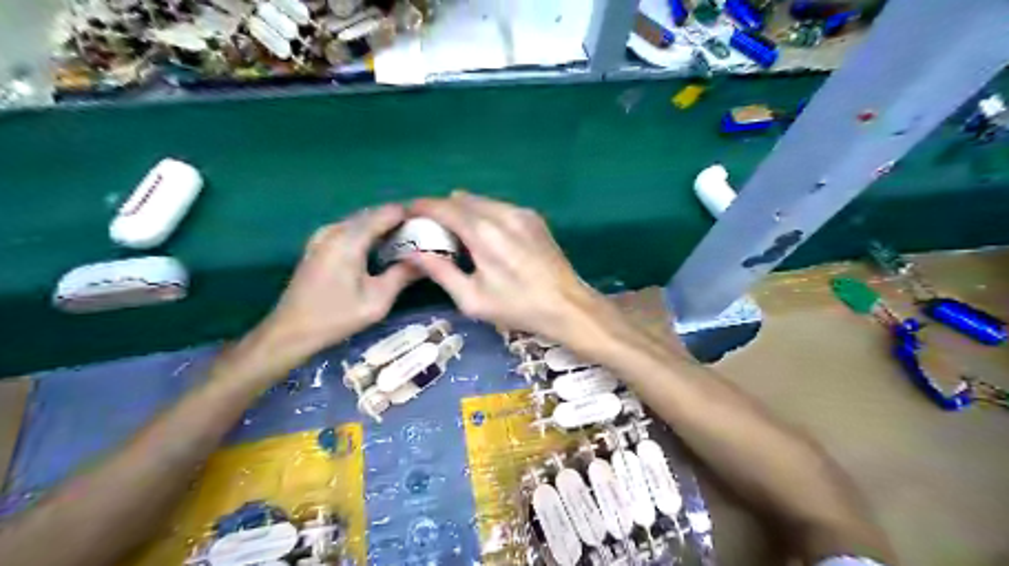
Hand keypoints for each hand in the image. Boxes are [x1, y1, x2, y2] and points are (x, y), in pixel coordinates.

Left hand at [222, 204, 418, 383]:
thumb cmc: (336, 317)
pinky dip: (370, 234)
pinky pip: (351, 229)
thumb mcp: (378, 301)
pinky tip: (383, 250)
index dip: (412, 215)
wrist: (290, 331)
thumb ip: (403, 275)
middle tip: (425, 236)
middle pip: (375, 213)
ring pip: (363, 221)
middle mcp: (335, 229)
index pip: (388, 212)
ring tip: (409, 242)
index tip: (432, 227)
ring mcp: (324, 235)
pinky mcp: (319, 244)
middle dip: (400, 221)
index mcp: (349, 239)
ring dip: (385, 228)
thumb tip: (429, 261)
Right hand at [404, 192, 610, 344]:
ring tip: (456, 232)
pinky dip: (484, 214)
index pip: (443, 207)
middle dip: (441, 209)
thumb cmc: (518, 307)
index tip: (406, 212)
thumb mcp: (473, 298)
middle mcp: (502, 213)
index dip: (421, 207)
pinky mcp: (533, 217)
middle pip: (461, 199)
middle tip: (430, 228)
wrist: (567, 305)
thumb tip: (412, 253)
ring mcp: (521, 212)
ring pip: (481, 201)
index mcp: (483, 233)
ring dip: (463, 210)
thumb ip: (440, 271)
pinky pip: (499, 207)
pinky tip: (485, 235)